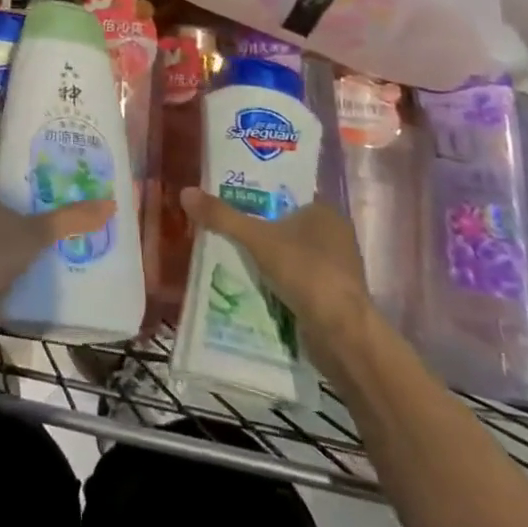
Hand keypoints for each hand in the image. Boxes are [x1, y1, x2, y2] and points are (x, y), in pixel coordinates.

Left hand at [0, 170, 112, 355]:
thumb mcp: (36, 232)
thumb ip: (70, 218)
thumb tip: (110, 204)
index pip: (2, 169)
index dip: (26, 168)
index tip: (54, 168)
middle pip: (6, 198)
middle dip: (32, 200)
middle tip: (66, 195)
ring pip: (5, 226)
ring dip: (26, 228)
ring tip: (62, 224)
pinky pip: (3, 250)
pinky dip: (20, 251)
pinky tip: (46, 255)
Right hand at [180, 188, 373, 367]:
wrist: (341, 334)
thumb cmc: (305, 272)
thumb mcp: (257, 239)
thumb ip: (223, 216)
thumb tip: (185, 192)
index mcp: (326, 213)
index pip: (288, 196)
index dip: (260, 198)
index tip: (231, 201)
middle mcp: (336, 237)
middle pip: (288, 226)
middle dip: (260, 231)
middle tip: (225, 230)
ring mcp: (337, 270)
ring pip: (292, 256)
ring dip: (268, 260)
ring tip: (231, 257)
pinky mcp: (333, 298)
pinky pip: (297, 282)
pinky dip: (278, 284)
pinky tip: (253, 286)